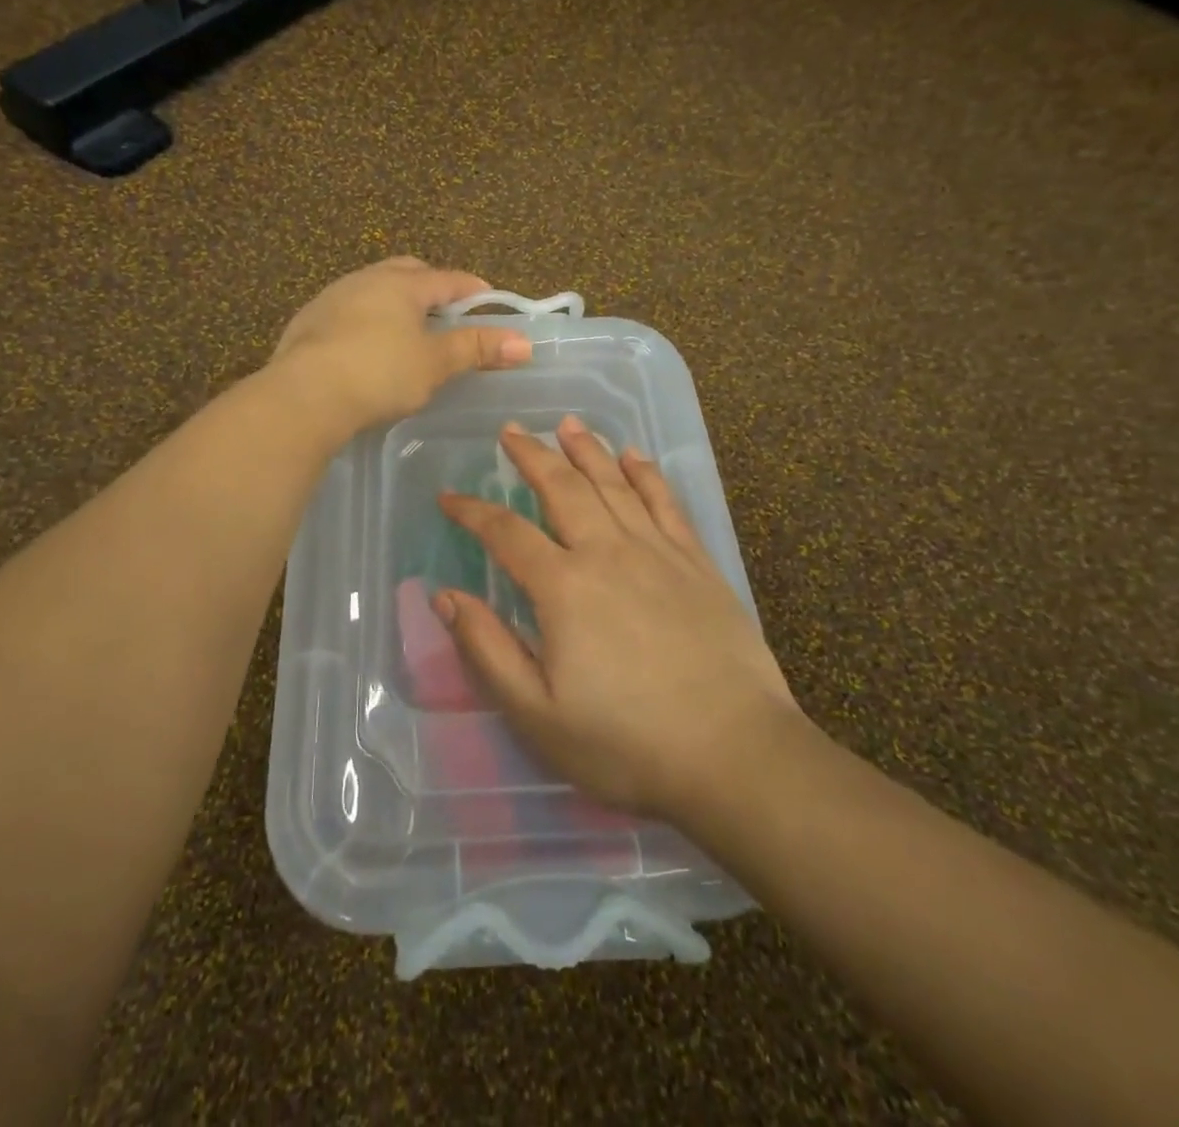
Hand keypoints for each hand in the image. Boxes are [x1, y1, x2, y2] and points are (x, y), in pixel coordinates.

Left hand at [271, 258, 532, 434]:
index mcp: (401, 284)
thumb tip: (525, 342)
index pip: (448, 279)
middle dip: (430, 286)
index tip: (490, 300)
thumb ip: (476, 349)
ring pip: (372, 289)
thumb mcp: (434, 363)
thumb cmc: (380, 373)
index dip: (473, 289)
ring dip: (394, 303)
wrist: (304, 395)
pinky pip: (347, 312)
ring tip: (406, 329)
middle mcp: (366, 280)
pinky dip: (365, 321)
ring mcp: (332, 298)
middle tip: (446, 311)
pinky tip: (366, 347)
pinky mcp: (307, 322)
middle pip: (406, 272)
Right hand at [435, 417, 800, 822]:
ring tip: (567, 424)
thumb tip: (444, 596)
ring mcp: (657, 552)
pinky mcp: (697, 563)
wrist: (733, 755)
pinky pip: (666, 503)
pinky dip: (647, 473)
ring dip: (587, 450)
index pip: (505, 532)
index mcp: (563, 587)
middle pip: (562, 488)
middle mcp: (607, 552)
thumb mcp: (536, 712)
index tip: (448, 498)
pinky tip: (634, 455)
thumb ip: (487, 648)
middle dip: (531, 455)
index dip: (471, 511)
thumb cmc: (625, 743)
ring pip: (614, 484)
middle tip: (511, 430)